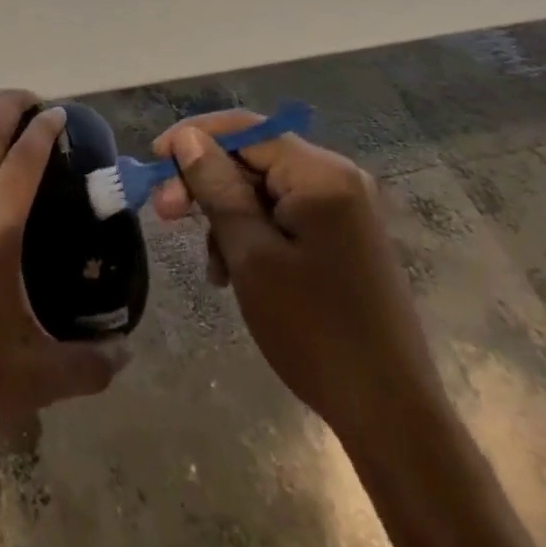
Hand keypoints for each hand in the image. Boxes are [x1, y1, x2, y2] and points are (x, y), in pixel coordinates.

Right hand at [150, 111, 445, 444]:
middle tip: (164, 211)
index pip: (244, 129)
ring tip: (208, 262)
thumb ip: (217, 187)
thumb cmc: (314, 331)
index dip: (193, 137)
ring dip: (226, 213)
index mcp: (320, 173)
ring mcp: (344, 208)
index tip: (153, 160)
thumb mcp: (251, 255)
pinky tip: (233, 270)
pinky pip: (284, 213)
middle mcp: (336, 177)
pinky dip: (253, 232)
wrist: (392, 418)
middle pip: (254, 156)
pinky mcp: (343, 236)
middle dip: (207, 181)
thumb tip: (187, 139)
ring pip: (264, 187)